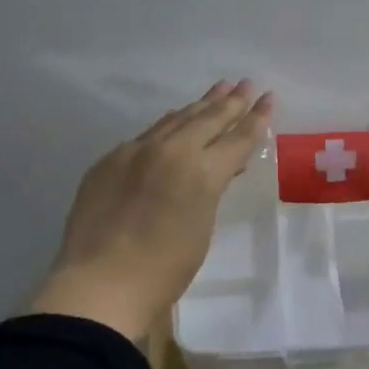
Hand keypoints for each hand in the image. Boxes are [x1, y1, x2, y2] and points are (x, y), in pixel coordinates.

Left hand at [30, 81, 273, 341]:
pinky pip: (146, 135)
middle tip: (245, 84)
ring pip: (175, 120)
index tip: (268, 97)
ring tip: (217, 90)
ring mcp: (136, 152)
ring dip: (199, 106)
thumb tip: (216, 170)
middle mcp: (171, 152)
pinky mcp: (109, 160)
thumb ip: (210, 190)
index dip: (257, 118)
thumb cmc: (164, 271)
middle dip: (230, 101)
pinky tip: (173, 120)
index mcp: (202, 173)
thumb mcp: (202, 228)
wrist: (100, 284)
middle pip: (208, 119)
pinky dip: (167, 125)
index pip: (238, 138)